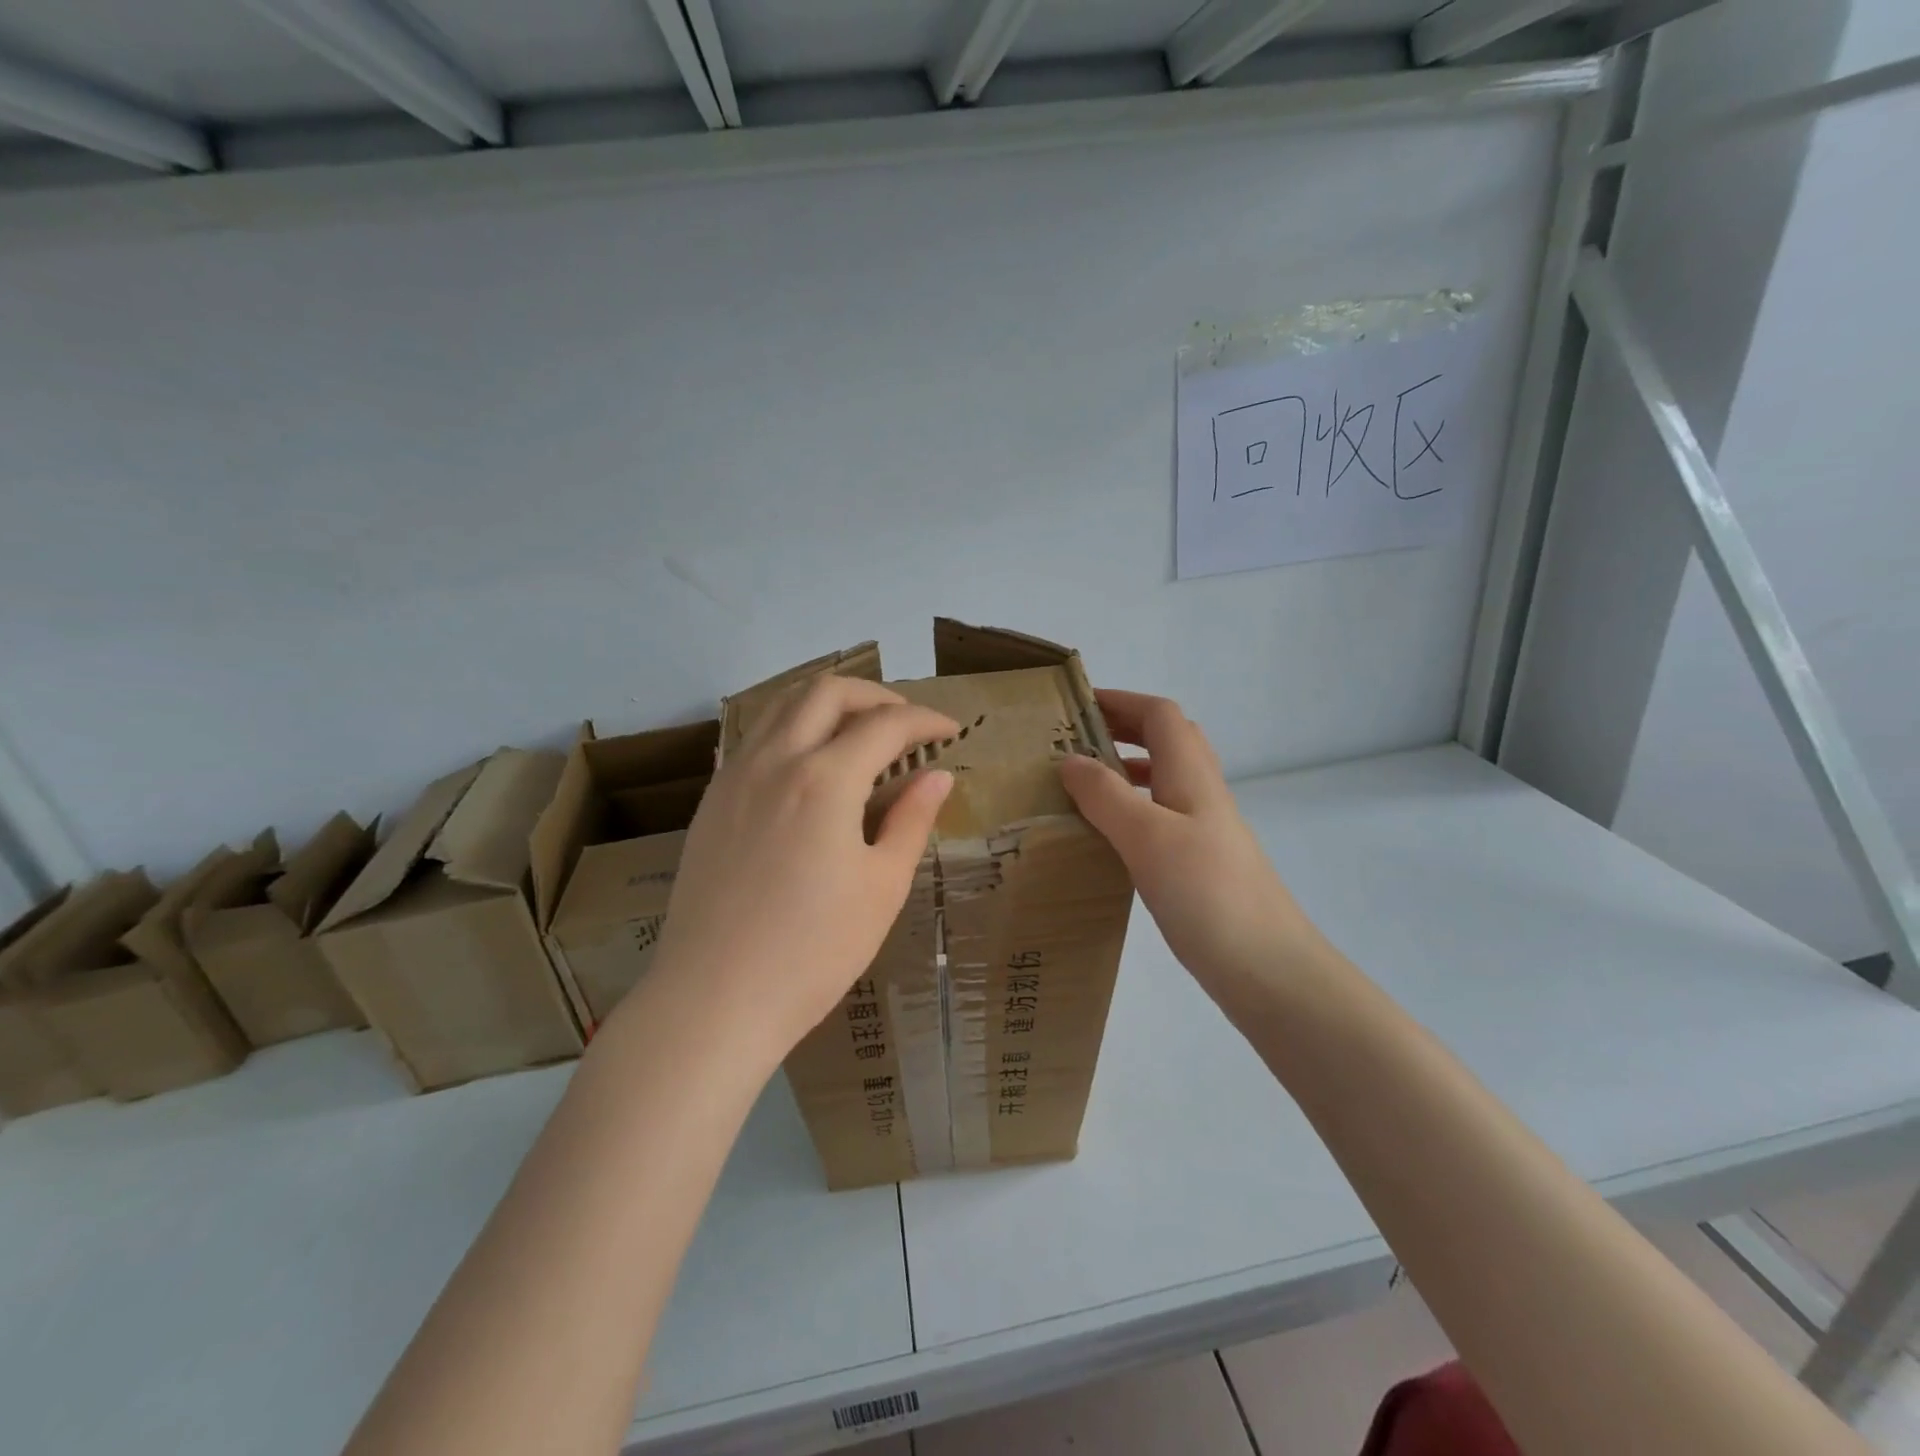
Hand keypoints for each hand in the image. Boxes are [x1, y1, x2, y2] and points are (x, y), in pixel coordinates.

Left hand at [643, 675, 956, 1066]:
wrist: (714, 1000)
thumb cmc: (813, 951)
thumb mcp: (881, 887)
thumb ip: (911, 820)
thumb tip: (937, 775)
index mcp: (825, 780)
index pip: (885, 725)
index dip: (926, 720)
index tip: (951, 730)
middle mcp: (775, 760)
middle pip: (827, 692)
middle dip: (876, 695)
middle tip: (906, 723)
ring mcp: (735, 776)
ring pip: (783, 705)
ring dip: (829, 703)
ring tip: (859, 731)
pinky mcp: (712, 800)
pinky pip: (755, 737)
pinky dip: (792, 728)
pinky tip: (809, 764)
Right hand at [1059, 691, 1327, 1004]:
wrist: (1268, 968)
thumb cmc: (1207, 894)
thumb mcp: (1147, 837)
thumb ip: (1106, 795)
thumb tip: (1070, 759)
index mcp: (1192, 775)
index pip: (1160, 715)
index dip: (1122, 700)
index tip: (1076, 706)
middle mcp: (1201, 793)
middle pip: (1166, 740)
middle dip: (1122, 728)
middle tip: (1074, 740)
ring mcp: (1204, 830)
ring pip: (1164, 779)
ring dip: (1126, 767)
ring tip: (1080, 782)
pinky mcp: (1199, 863)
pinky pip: (1160, 816)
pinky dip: (1131, 808)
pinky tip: (1107, 835)